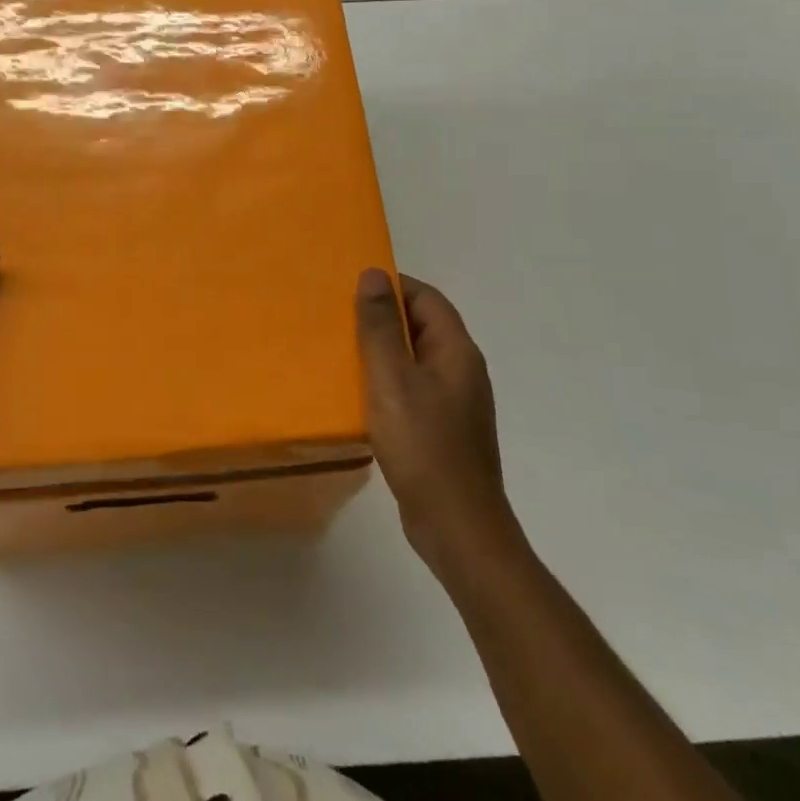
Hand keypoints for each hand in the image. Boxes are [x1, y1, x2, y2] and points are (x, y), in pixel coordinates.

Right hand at [357, 269, 514, 576]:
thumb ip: (381, 326)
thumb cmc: (423, 445)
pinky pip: (412, 389)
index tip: (351, 287)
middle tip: (338, 317)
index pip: (426, 297)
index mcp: (456, 351)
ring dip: (382, 351)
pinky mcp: (443, 429)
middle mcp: (461, 370)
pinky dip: (387, 382)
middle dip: (382, 317)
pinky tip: (359, 396)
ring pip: (415, 359)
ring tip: (341, 352)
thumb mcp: (392, 379)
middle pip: (422, 326)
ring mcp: (455, 402)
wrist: (457, 527)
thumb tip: (374, 273)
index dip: (392, 286)